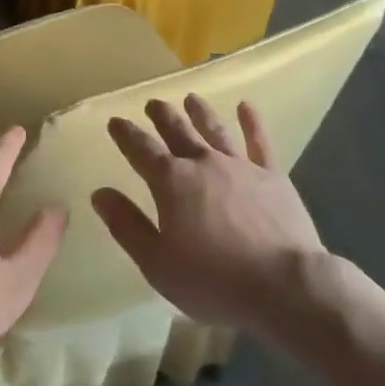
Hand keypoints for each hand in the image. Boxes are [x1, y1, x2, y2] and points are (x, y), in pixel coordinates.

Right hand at [92, 96, 325, 338]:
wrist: (284, 286)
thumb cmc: (214, 281)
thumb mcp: (157, 263)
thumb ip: (127, 225)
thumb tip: (99, 193)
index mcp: (171, 182)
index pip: (141, 150)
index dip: (126, 134)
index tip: (116, 121)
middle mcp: (203, 163)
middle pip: (177, 131)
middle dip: (162, 116)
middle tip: (153, 103)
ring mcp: (240, 166)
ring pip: (214, 130)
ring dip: (200, 112)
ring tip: (191, 98)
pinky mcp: (272, 176)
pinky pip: (259, 142)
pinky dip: (252, 122)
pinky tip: (246, 107)